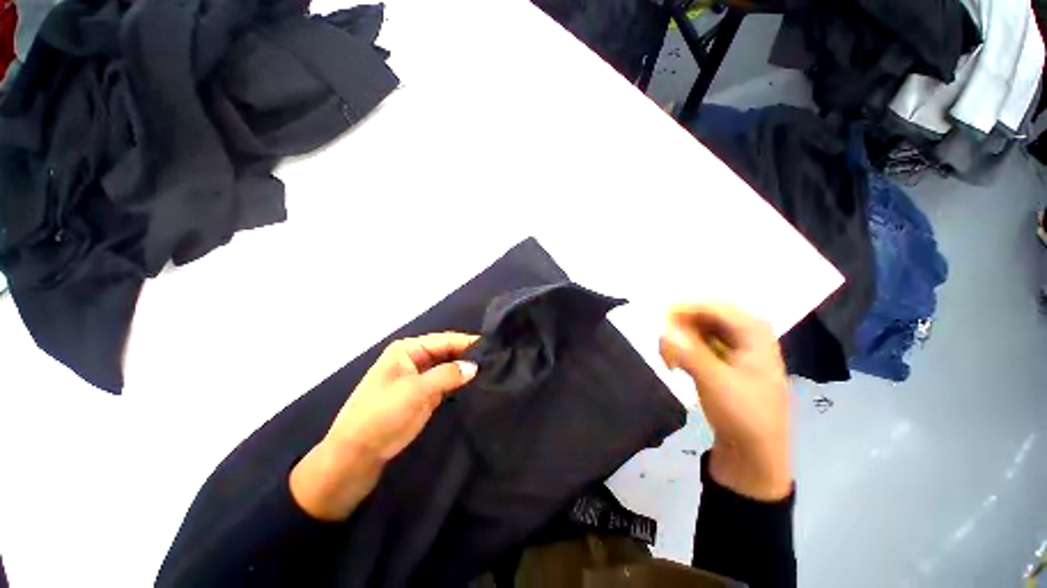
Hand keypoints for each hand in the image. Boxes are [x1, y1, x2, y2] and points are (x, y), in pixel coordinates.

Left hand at [290, 333, 478, 520]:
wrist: (356, 455)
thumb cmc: (381, 415)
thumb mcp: (415, 391)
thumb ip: (447, 375)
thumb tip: (475, 366)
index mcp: (408, 350)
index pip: (445, 340)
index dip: (468, 342)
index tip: (494, 347)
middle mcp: (415, 359)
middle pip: (448, 352)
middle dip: (469, 355)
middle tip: (497, 360)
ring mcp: (420, 378)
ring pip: (448, 367)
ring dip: (466, 369)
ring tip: (493, 370)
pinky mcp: (424, 395)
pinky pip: (446, 383)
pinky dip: (460, 383)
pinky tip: (477, 384)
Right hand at [660, 303, 791, 500]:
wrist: (756, 452)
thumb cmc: (743, 415)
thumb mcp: (714, 381)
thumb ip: (688, 352)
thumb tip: (662, 329)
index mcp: (752, 330)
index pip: (711, 306)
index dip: (682, 311)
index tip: (658, 324)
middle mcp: (745, 331)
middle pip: (702, 316)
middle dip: (678, 329)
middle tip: (663, 350)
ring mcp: (735, 345)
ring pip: (696, 329)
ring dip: (678, 341)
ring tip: (668, 363)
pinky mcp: (724, 359)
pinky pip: (696, 343)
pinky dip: (683, 351)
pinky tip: (676, 366)